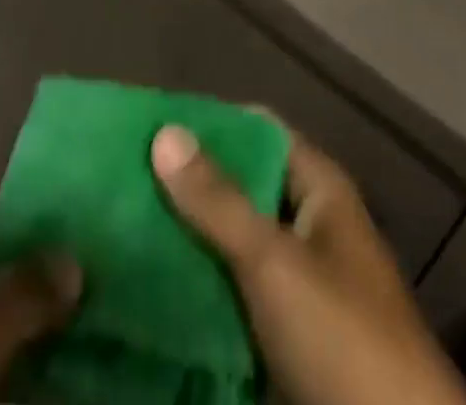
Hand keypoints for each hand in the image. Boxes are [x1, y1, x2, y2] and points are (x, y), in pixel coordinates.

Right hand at [151, 124, 465, 404]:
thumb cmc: (344, 343)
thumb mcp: (275, 262)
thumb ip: (218, 200)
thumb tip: (164, 131)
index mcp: (318, 191)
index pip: (257, 131)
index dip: (209, 123)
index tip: (151, 123)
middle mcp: (307, 226)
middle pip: (240, 186)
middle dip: (188, 183)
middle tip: (123, 175)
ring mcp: (296, 284)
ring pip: (231, 242)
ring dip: (187, 235)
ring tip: (121, 222)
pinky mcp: (283, 338)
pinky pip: (231, 293)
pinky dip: (197, 285)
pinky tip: (148, 282)